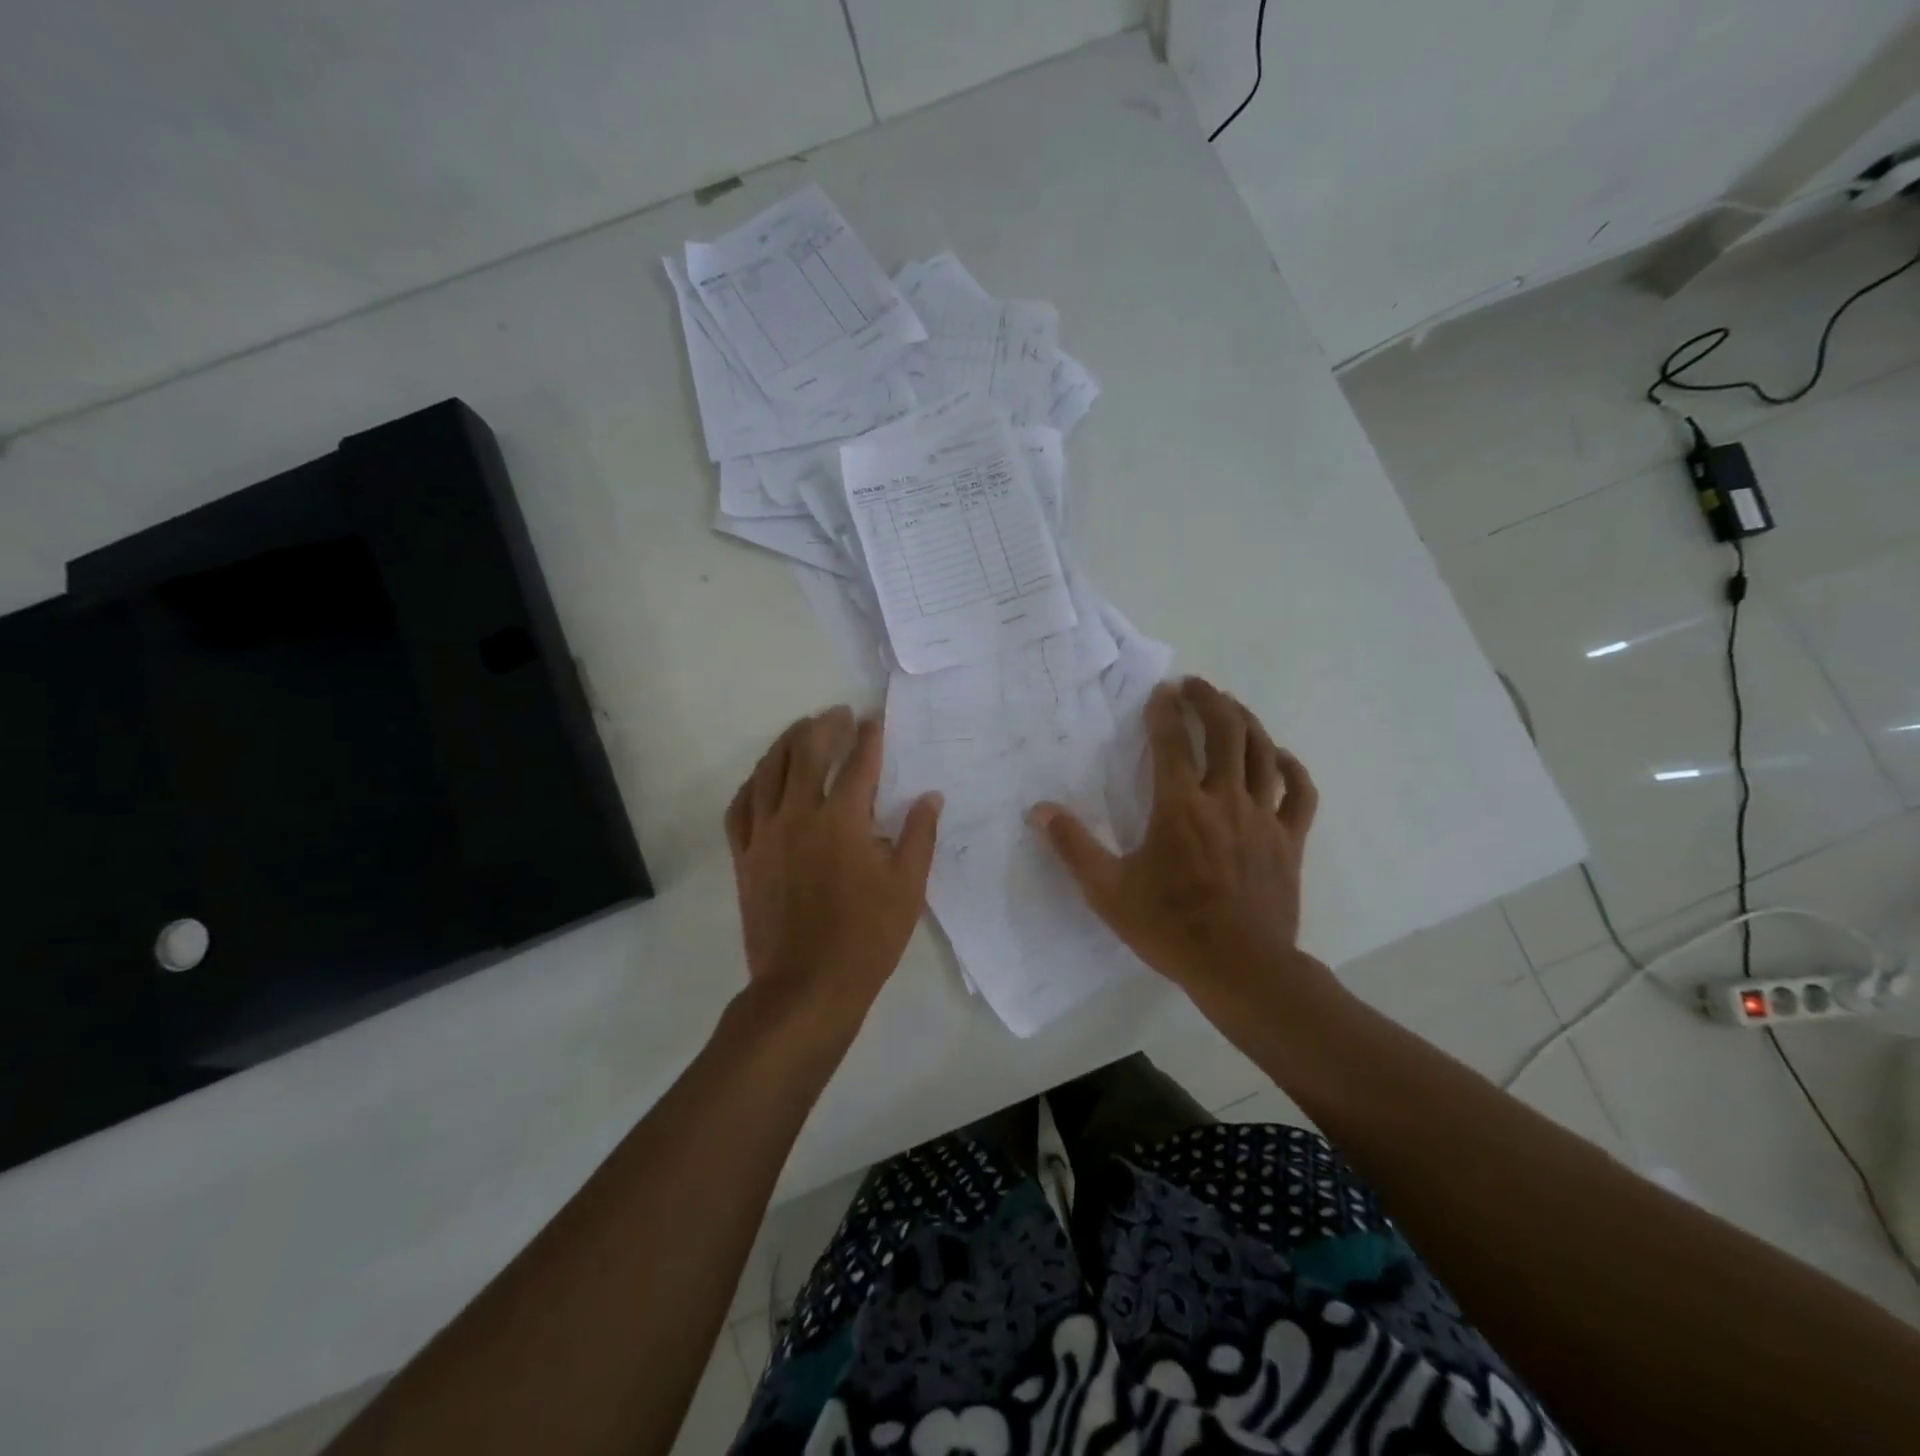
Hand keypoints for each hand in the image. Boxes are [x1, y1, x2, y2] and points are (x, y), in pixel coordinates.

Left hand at [726, 707, 942, 1028]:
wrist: (807, 986)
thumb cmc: (867, 937)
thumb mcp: (908, 886)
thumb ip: (919, 834)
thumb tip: (930, 796)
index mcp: (843, 820)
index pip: (858, 763)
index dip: (869, 736)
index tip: (874, 719)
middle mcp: (799, 816)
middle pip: (806, 753)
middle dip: (824, 726)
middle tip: (838, 714)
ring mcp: (765, 835)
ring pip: (768, 771)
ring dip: (786, 743)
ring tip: (801, 730)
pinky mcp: (744, 856)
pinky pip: (740, 807)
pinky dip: (752, 783)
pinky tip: (762, 777)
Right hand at [1029, 677, 1316, 993]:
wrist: (1240, 968)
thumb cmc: (1170, 927)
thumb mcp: (1107, 891)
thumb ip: (1073, 846)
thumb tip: (1040, 811)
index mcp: (1180, 807)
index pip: (1172, 742)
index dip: (1164, 711)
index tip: (1160, 692)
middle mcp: (1225, 800)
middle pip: (1226, 732)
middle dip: (1210, 700)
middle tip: (1195, 685)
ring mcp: (1263, 818)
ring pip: (1263, 752)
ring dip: (1247, 721)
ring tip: (1231, 706)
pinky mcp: (1289, 841)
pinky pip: (1299, 793)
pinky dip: (1291, 767)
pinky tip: (1279, 756)